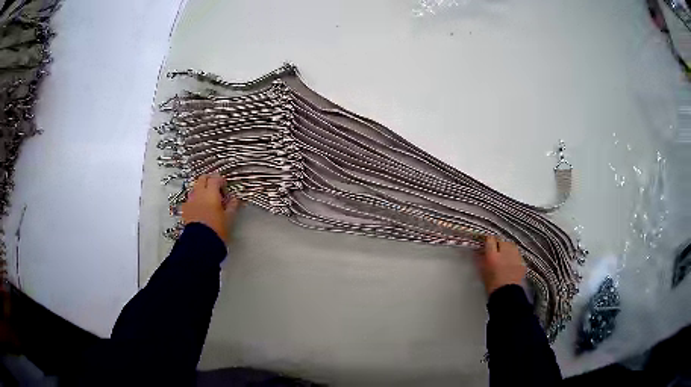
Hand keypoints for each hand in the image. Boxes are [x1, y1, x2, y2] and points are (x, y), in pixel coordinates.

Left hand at [181, 174, 240, 242]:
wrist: (201, 242)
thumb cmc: (217, 229)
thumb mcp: (229, 218)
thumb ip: (232, 205)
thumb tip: (234, 199)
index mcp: (211, 193)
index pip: (215, 179)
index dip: (221, 180)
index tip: (225, 186)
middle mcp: (199, 193)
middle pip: (202, 178)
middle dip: (209, 180)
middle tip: (216, 188)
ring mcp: (190, 200)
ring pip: (195, 187)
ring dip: (201, 188)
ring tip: (207, 198)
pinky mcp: (185, 209)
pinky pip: (190, 199)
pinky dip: (195, 199)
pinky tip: (200, 207)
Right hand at [476, 235, 525, 295]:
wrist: (507, 295)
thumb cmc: (492, 285)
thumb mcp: (483, 272)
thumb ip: (481, 260)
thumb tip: (478, 252)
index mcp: (492, 256)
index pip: (490, 239)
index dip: (488, 240)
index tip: (487, 243)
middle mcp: (504, 253)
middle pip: (501, 240)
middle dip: (498, 243)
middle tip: (495, 249)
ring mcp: (515, 256)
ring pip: (511, 245)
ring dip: (507, 247)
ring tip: (504, 254)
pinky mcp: (522, 261)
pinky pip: (517, 253)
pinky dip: (514, 255)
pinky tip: (511, 261)